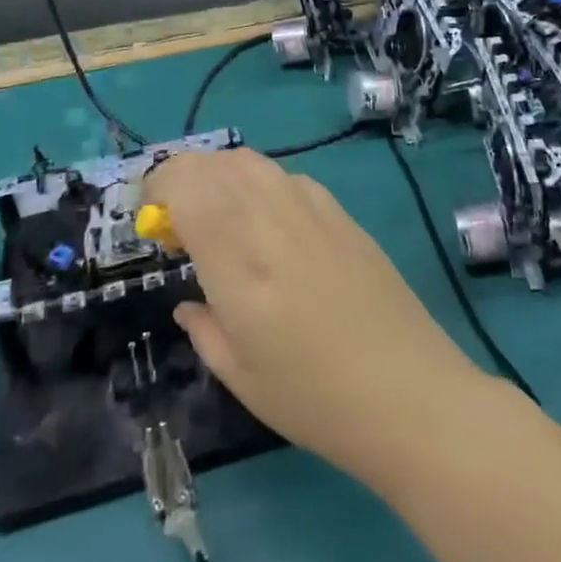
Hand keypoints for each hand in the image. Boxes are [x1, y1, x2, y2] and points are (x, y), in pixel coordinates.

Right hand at [143, 149, 491, 483]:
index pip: (187, 185)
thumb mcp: (241, 376)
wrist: (409, 392)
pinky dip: (260, 184)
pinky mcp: (342, 213)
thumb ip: (204, 328)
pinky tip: (268, 224)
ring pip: (253, 162)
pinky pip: (287, 177)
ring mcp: (313, 209)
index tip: (152, 222)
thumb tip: (189, 302)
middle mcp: (272, 219)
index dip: (158, 189)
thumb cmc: (315, 399)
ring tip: (219, 217)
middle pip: (216, 163)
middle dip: (184, 178)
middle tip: (178, 221)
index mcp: (238, 260)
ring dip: (221, 176)